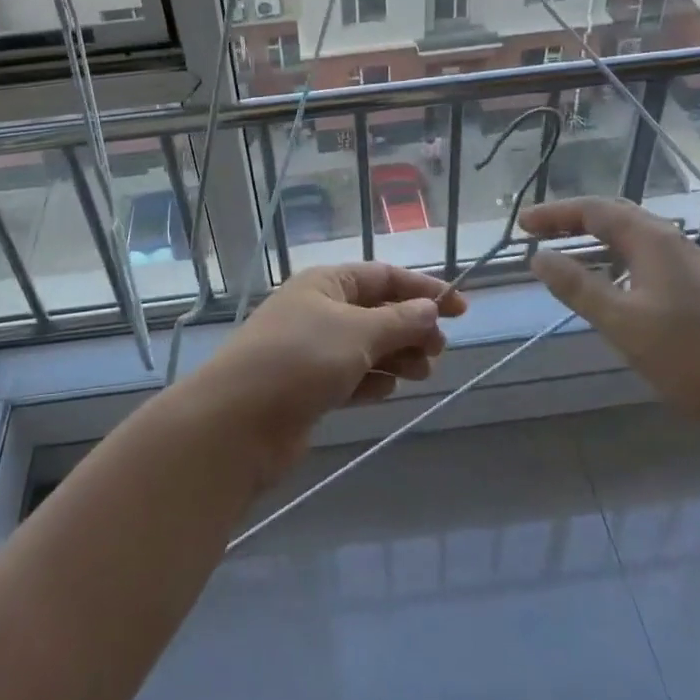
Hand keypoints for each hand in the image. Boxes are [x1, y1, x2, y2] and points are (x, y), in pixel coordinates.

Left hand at [193, 263, 466, 476]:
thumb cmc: (300, 360)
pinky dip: (371, 381)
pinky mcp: (309, 388)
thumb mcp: (357, 333)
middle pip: (377, 312)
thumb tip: (430, 309)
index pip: (383, 276)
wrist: (238, 423)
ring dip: (396, 356)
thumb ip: (399, 321)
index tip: (461, 309)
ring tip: (420, 373)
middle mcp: (318, 310)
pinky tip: (384, 391)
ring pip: (367, 347)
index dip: (423, 290)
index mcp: (326, 283)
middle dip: (411, 328)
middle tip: (437, 351)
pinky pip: (352, 376)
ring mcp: (312, 350)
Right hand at [521, 197, 699, 446]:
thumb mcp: (621, 322)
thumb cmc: (689, 356)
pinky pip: (646, 258)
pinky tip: (608, 283)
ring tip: (564, 255)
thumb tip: (538, 257)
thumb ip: (577, 286)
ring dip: (594, 240)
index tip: (520, 226)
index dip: (554, 214)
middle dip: (572, 221)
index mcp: (652, 240)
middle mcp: (672, 241)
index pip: (593, 210)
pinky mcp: (699, 288)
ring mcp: (690, 264)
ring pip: (632, 238)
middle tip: (537, 233)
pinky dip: (615, 259)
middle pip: (614, 216)